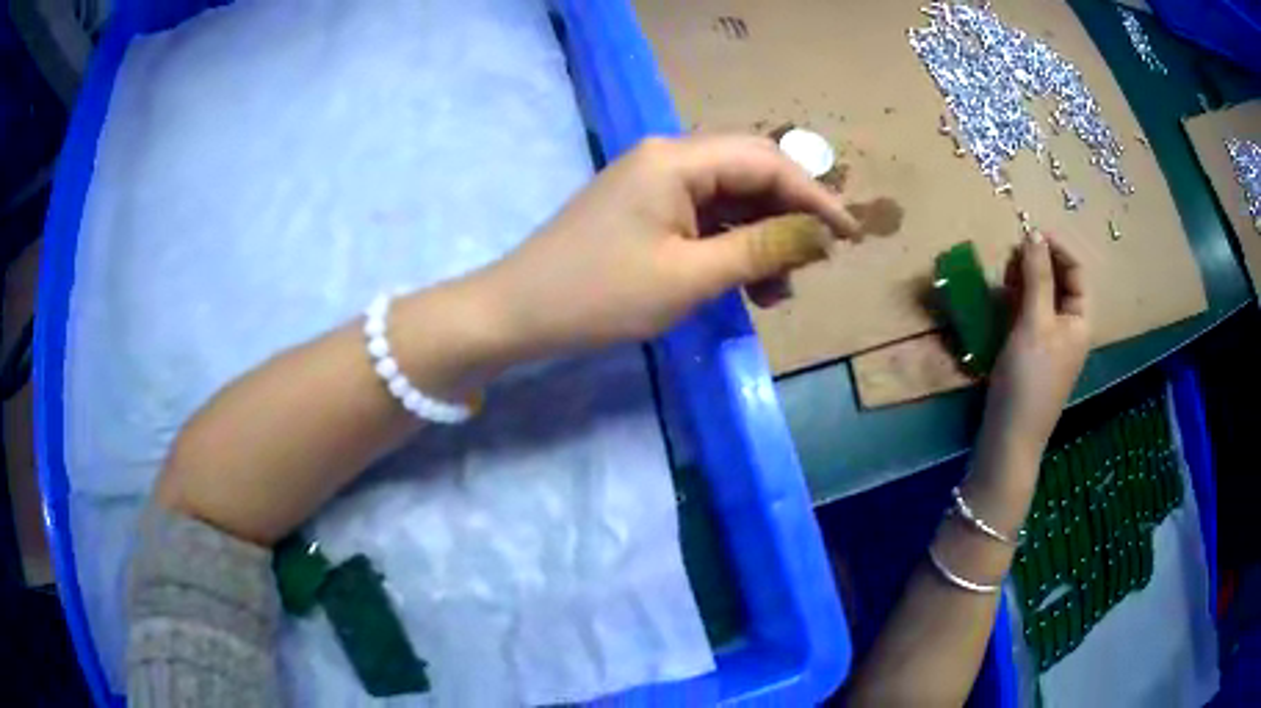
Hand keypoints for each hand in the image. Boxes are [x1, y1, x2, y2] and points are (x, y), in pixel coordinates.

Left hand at [475, 134, 859, 359]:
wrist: (518, 312)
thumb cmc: (600, 295)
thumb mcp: (690, 276)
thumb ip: (761, 249)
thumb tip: (819, 235)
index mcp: (678, 160)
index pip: (766, 163)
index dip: (813, 196)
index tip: (850, 235)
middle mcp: (668, 157)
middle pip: (749, 174)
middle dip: (789, 215)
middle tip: (818, 258)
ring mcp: (653, 182)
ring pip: (728, 199)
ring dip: (761, 237)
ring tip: (780, 289)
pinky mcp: (644, 208)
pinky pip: (703, 217)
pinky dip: (730, 246)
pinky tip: (747, 283)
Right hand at [982, 232, 1091, 461]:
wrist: (1010, 436)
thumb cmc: (1028, 378)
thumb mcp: (1034, 323)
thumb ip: (1036, 276)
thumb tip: (1034, 233)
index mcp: (1080, 319)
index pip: (1076, 271)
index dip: (1056, 248)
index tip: (1028, 233)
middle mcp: (1068, 327)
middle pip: (1059, 282)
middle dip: (1037, 263)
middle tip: (1011, 254)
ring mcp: (1049, 341)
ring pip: (1041, 297)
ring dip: (1024, 279)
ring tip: (1003, 273)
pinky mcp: (1030, 352)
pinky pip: (1028, 315)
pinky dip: (1017, 300)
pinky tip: (1001, 298)